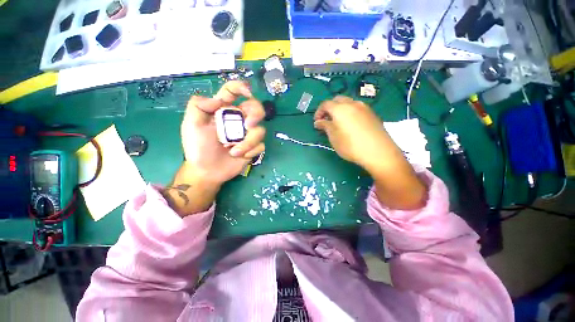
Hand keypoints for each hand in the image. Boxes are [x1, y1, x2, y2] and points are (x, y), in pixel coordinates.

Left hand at [163, 81, 265, 216]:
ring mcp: (247, 134)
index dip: (241, 87)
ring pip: (260, 130)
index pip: (234, 92)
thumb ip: (198, 106)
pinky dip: (251, 151)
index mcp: (224, 111)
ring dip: (249, 142)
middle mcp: (238, 120)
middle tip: (248, 126)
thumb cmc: (198, 147)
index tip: (247, 93)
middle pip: (256, 108)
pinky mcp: (253, 147)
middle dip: (256, 114)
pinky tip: (239, 156)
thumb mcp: (191, 125)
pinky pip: (260, 145)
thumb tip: (217, 99)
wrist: (207, 170)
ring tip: (234, 151)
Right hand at [313, 96, 403, 171]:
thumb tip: (318, 122)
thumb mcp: (333, 137)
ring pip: (348, 103)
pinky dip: (349, 112)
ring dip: (340, 109)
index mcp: (340, 109)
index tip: (317, 122)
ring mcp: (364, 107)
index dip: (318, 112)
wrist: (378, 152)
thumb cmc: (351, 145)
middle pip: (337, 100)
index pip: (325, 104)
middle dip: (329, 108)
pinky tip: (350, 124)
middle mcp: (352, 104)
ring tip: (338, 123)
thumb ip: (325, 126)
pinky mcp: (372, 113)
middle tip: (327, 121)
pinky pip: (357, 108)